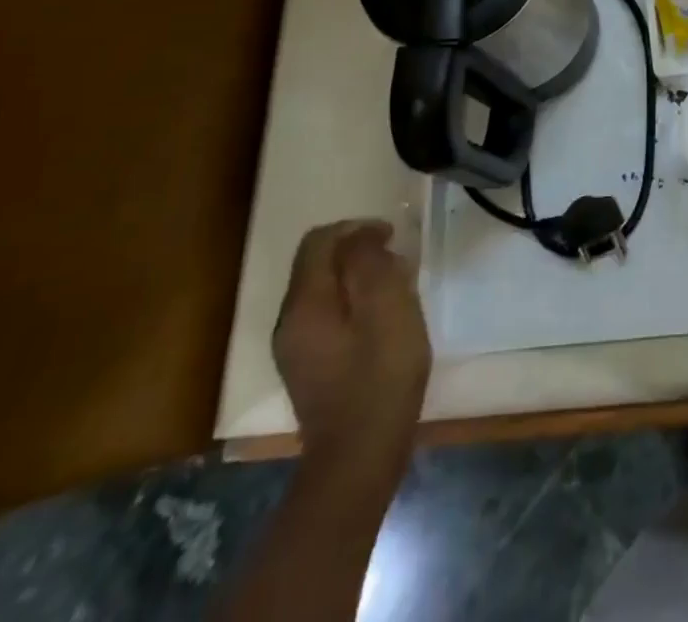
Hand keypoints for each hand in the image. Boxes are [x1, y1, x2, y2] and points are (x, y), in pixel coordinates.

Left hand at [273, 220, 429, 471]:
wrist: (358, 460)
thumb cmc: (380, 377)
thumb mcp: (388, 308)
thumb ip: (370, 264)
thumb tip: (362, 237)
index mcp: (305, 303)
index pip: (320, 241)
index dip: (357, 228)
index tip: (392, 235)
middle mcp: (289, 321)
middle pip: (318, 264)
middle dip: (358, 252)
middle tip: (398, 262)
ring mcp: (295, 348)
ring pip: (324, 290)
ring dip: (358, 278)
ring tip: (397, 288)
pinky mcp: (308, 368)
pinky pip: (327, 315)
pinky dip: (354, 303)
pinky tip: (382, 321)